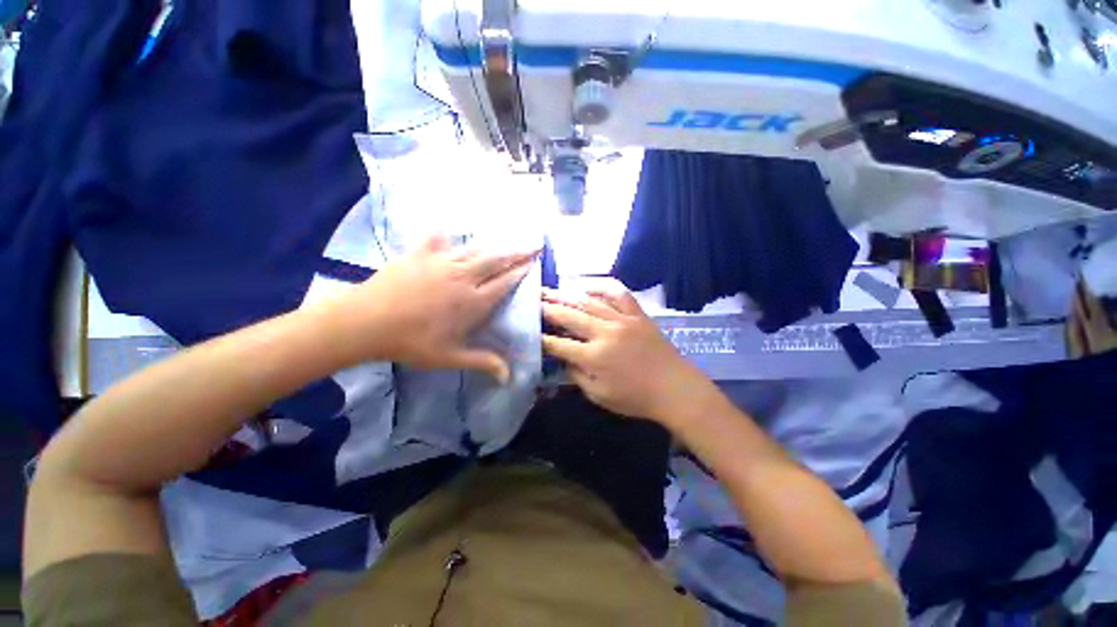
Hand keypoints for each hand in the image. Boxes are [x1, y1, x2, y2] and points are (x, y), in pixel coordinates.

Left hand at [333, 235, 537, 381]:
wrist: (366, 322)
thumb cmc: (411, 342)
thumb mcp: (449, 357)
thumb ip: (482, 362)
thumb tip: (509, 378)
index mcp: (473, 301)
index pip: (505, 282)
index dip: (521, 272)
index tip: (534, 263)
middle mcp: (463, 277)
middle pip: (496, 260)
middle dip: (518, 252)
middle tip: (534, 244)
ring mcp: (442, 262)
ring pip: (475, 249)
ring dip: (494, 245)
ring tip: (507, 241)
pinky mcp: (420, 254)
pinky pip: (437, 239)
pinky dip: (445, 233)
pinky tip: (448, 228)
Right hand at [541, 286, 714, 424]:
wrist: (675, 389)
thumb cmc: (636, 398)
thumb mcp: (599, 395)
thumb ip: (577, 375)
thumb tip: (562, 358)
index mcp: (594, 357)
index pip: (559, 344)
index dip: (541, 338)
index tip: (529, 332)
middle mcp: (605, 333)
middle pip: (569, 316)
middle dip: (547, 309)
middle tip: (532, 302)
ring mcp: (623, 319)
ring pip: (589, 301)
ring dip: (566, 295)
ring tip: (550, 290)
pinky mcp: (637, 314)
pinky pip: (618, 293)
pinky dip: (602, 286)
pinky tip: (588, 285)